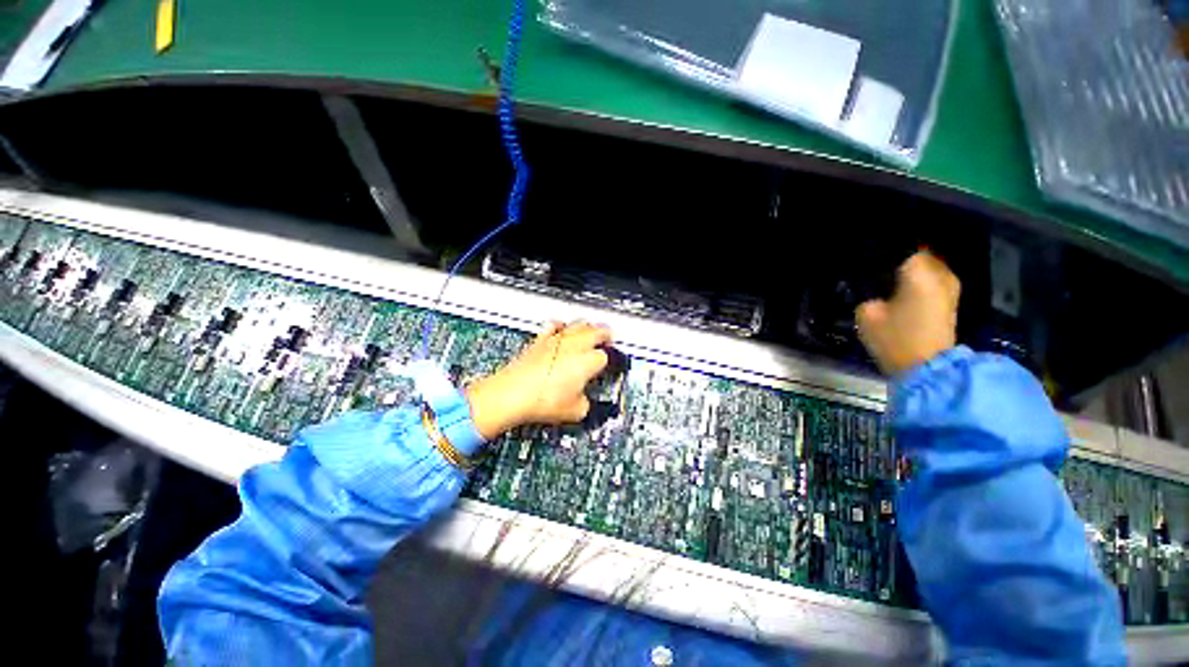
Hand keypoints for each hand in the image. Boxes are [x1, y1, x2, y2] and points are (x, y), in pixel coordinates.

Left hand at [465, 321, 611, 439]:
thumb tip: (585, 402)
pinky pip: (554, 325)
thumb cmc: (541, 400)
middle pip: (596, 330)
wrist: (511, 395)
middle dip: (605, 334)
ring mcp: (556, 340)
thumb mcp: (575, 411)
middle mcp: (574, 345)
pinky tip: (561, 328)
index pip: (605, 355)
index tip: (610, 365)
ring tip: (592, 329)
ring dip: (588, 326)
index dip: (610, 360)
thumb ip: (586, 403)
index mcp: (588, 361)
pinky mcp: (540, 341)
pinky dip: (561, 325)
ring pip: (578, 323)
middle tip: (609, 337)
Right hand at [856, 251, 959, 376]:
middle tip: (880, 272)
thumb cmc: (895, 338)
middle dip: (901, 261)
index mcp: (919, 272)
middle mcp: (940, 274)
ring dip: (912, 273)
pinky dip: (921, 284)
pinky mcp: (951, 303)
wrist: (927, 367)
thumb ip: (868, 295)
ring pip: (929, 270)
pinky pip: (934, 283)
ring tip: (891, 282)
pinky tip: (904, 294)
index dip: (886, 254)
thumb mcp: (866, 314)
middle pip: (920, 257)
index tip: (870, 262)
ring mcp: (950, 289)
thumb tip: (875, 291)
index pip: (903, 249)